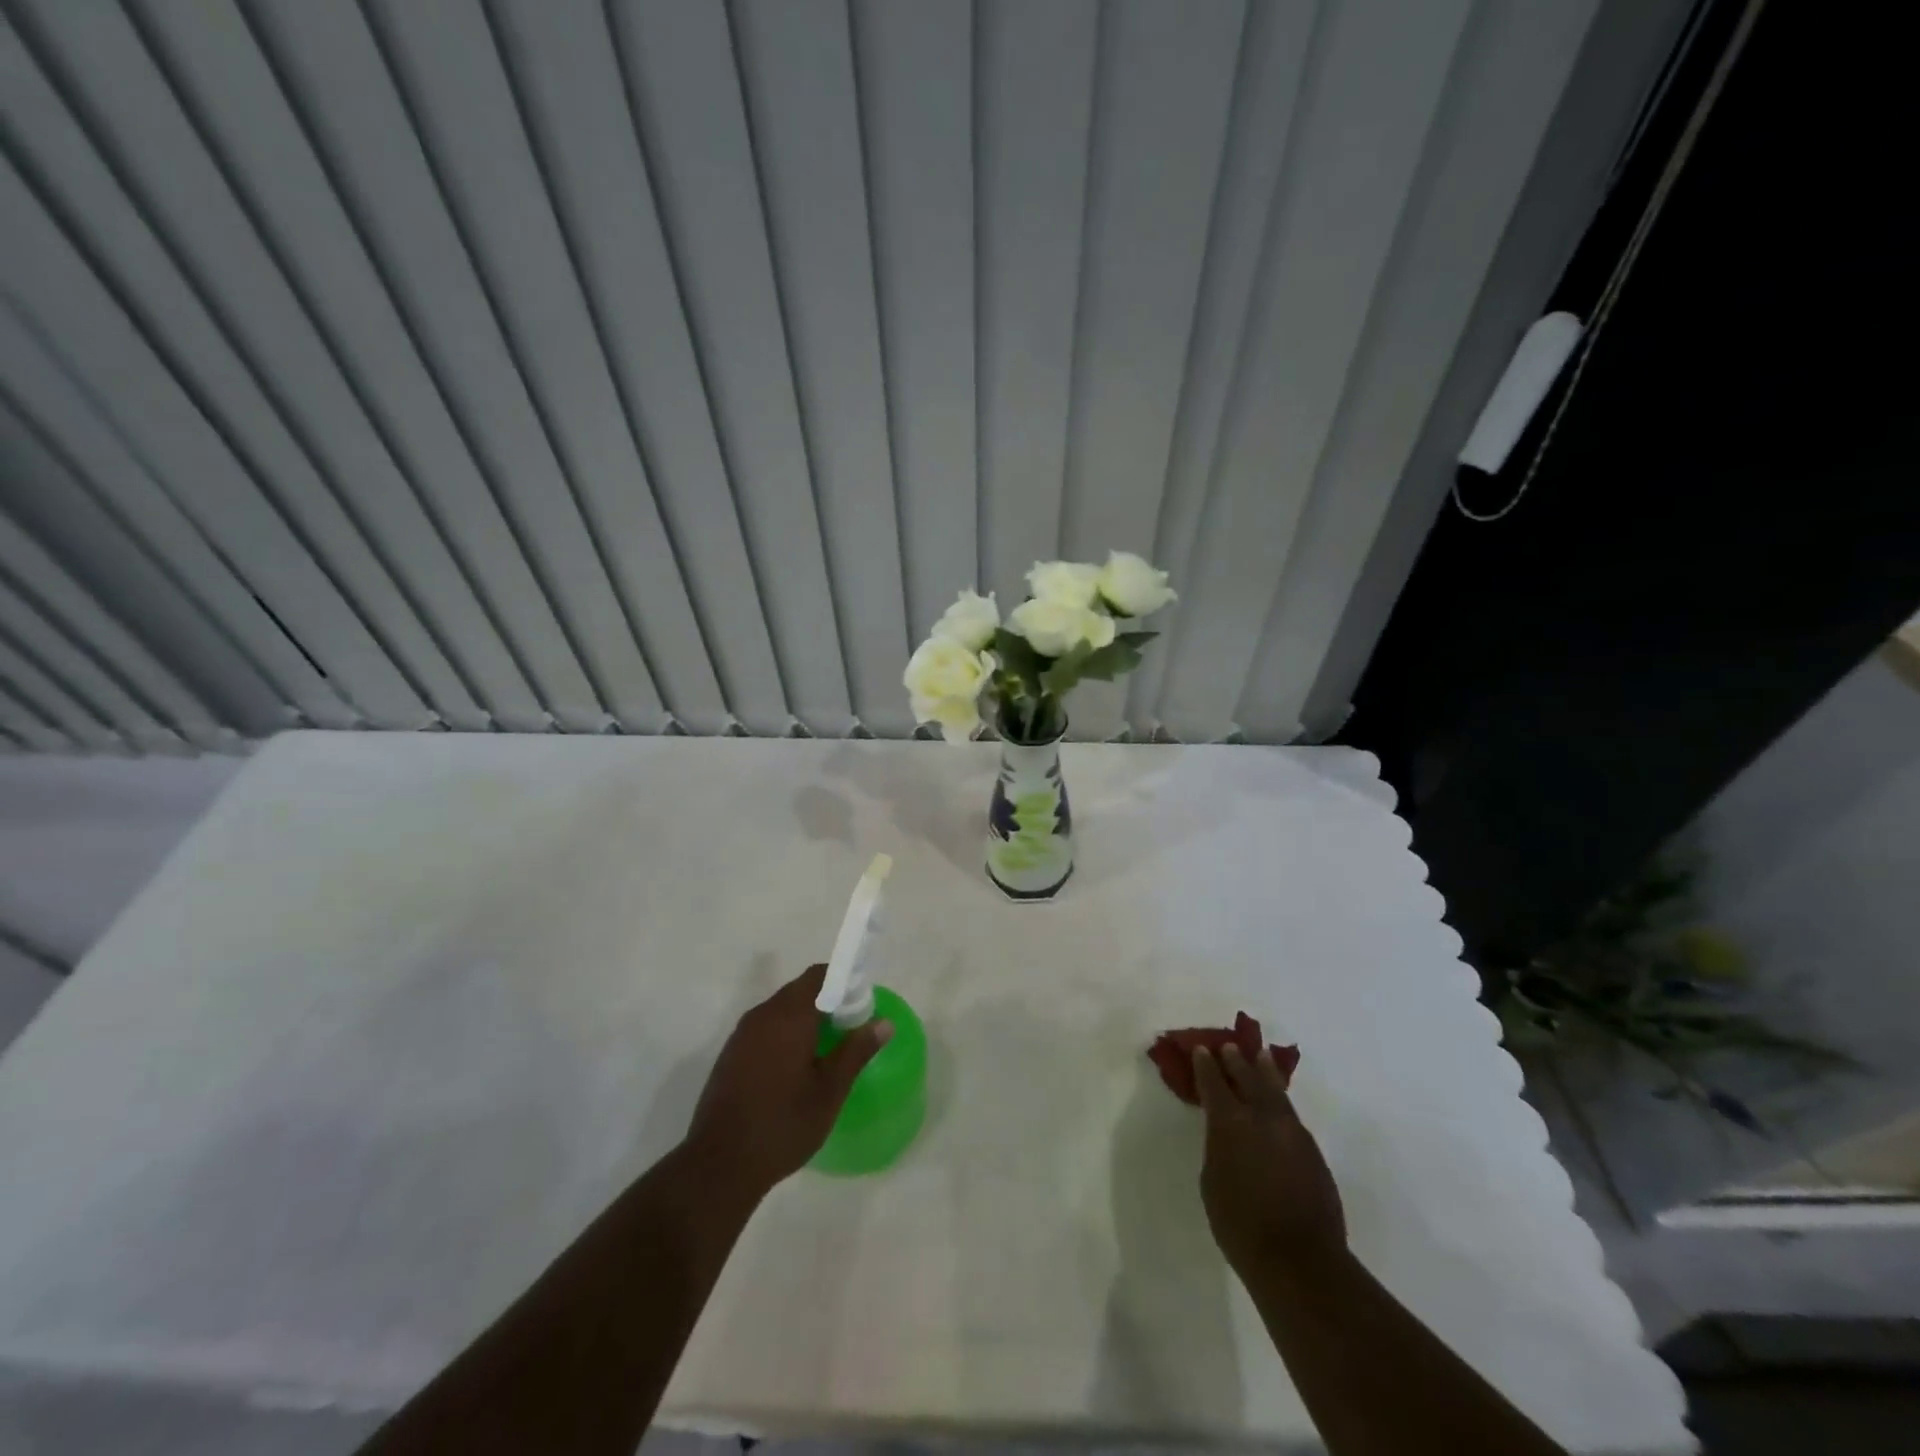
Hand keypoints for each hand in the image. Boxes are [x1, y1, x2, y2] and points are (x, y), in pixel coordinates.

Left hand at [683, 964, 890, 1200]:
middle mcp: (762, 1015)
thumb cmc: (783, 1125)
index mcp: (789, 1016)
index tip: (861, 1004)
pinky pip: (765, 1029)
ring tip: (827, 1049)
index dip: (843, 981)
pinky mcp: (730, 1055)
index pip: (819, 976)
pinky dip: (785, 1034)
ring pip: (781, 1010)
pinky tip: (796, 1068)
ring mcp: (742, 1035)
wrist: (719, 1166)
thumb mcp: (829, 1091)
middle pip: (800, 990)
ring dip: (805, 1019)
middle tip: (850, 1029)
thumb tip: (884, 1023)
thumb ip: (856, 1051)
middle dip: (827, 1002)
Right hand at [1192, 1043, 1345, 1275]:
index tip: (1200, 1049)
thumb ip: (1218, 1148)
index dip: (1205, 1065)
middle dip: (1237, 1061)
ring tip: (1262, 1057)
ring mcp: (1292, 1133)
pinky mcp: (1313, 1152)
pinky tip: (1277, 1104)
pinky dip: (1280, 1102)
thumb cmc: (1241, 1225)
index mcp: (1230, 1122)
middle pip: (1248, 1078)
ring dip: (1265, 1073)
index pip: (1213, 1083)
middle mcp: (1262, 1117)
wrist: (1300, 1261)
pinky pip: (1291, 1116)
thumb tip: (1228, 1137)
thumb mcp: (1212, 1181)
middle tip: (1231, 1046)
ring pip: (1276, 1092)